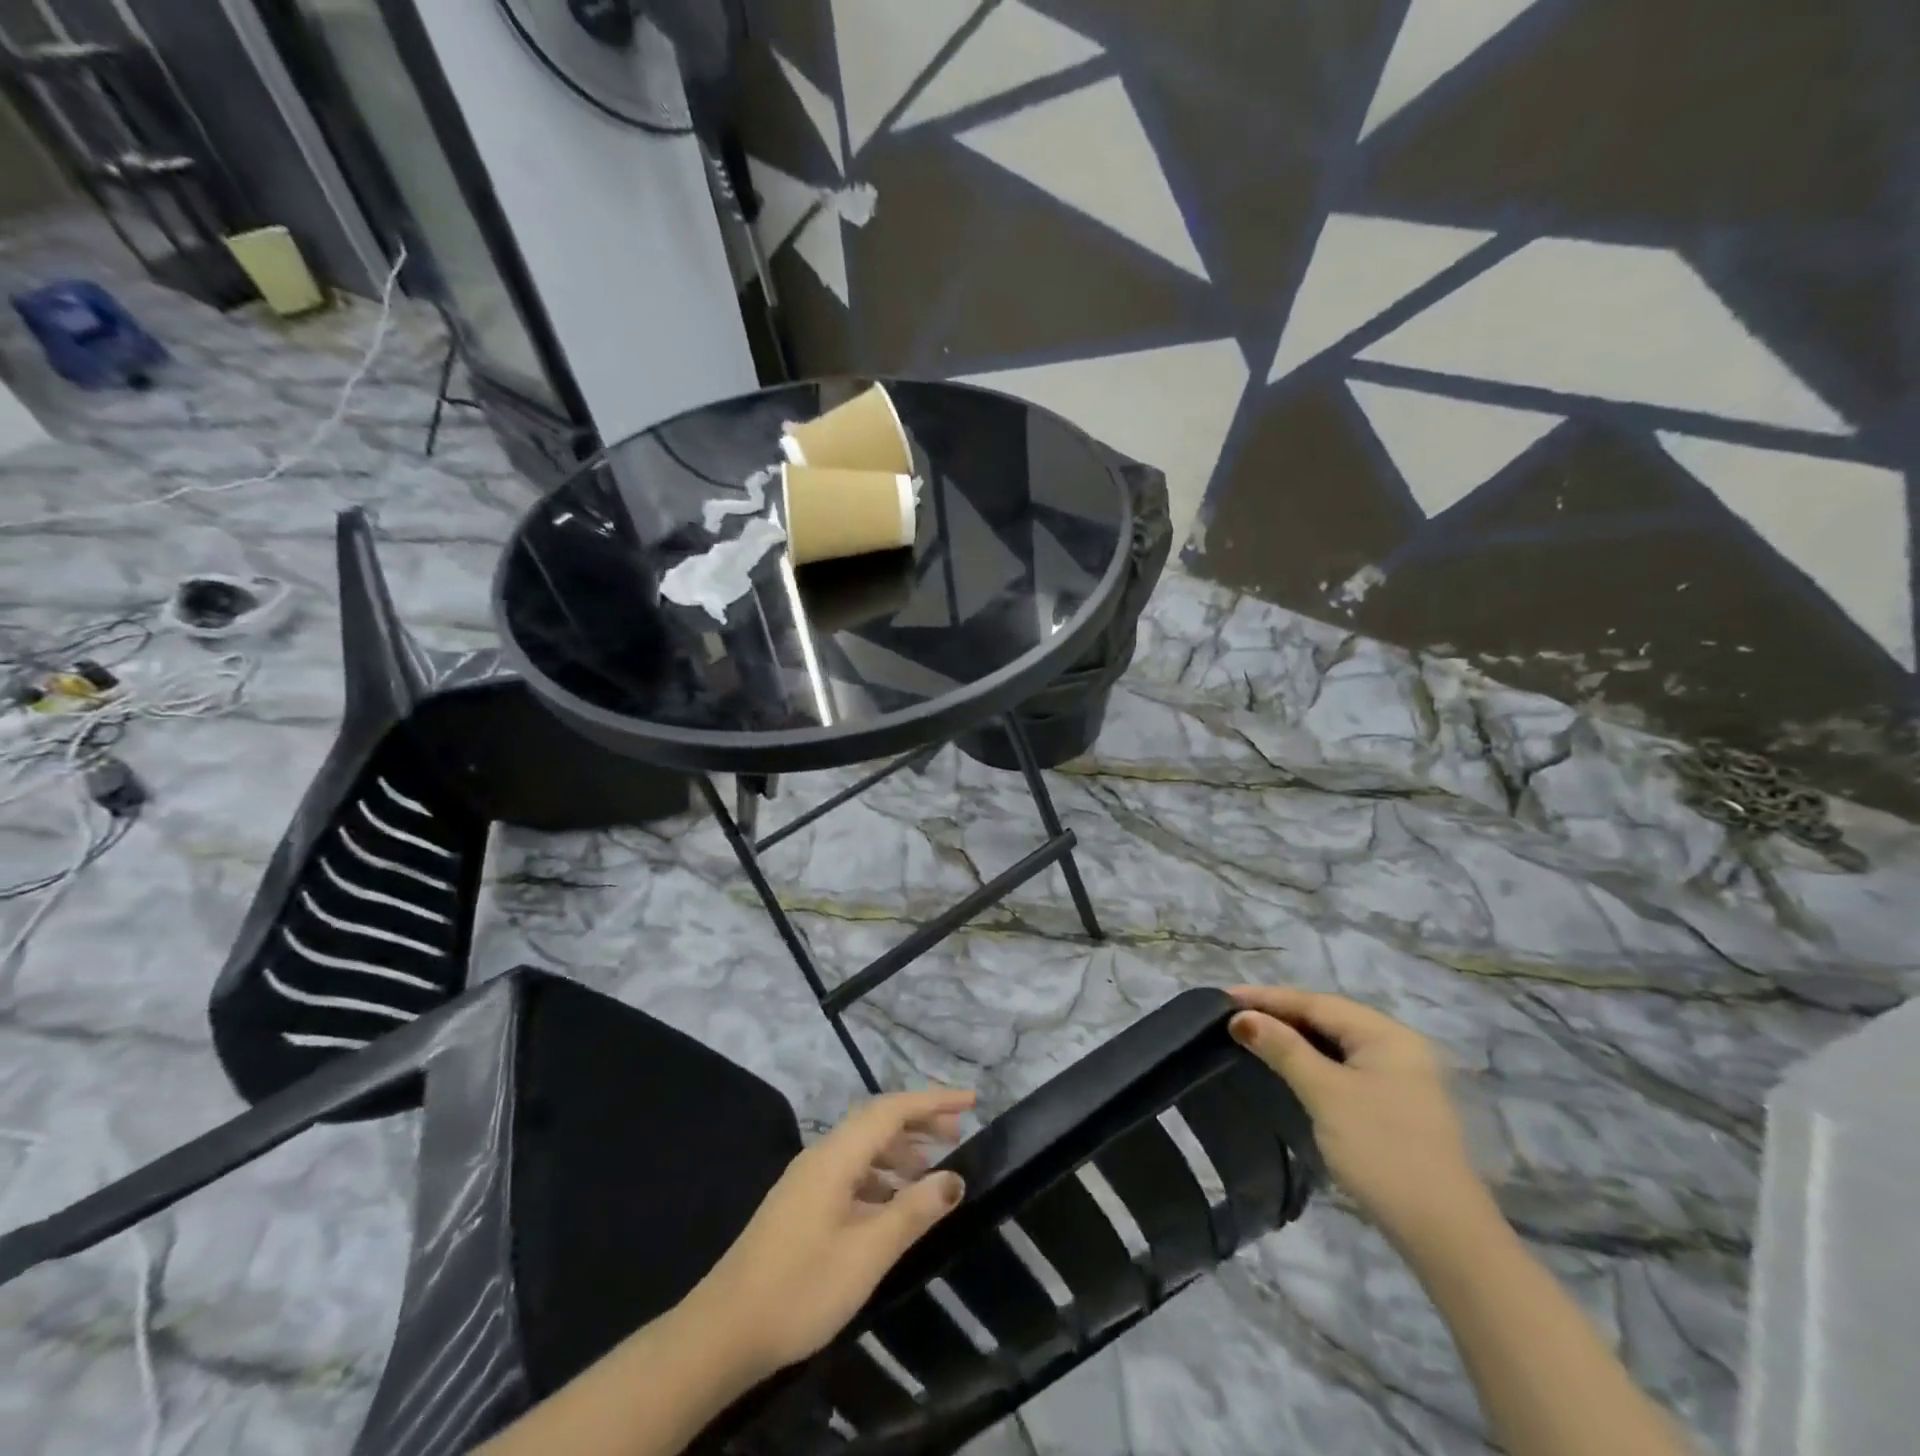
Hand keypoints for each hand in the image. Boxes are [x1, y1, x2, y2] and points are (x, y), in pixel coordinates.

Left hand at [684, 1088, 973, 1383]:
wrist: (722, 1332)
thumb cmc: (801, 1288)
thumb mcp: (867, 1253)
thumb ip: (913, 1211)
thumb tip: (955, 1178)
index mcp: (836, 1156)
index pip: (891, 1109)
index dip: (933, 1101)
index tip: (971, 1102)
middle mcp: (821, 1156)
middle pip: (876, 1121)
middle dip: (918, 1121)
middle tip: (958, 1135)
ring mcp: (807, 1180)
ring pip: (862, 1147)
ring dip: (899, 1149)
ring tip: (931, 1170)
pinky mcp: (801, 1204)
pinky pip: (850, 1171)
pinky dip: (879, 1175)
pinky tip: (892, 1204)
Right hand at [1229, 987, 1493, 1249]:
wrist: (1445, 1235)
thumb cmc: (1382, 1151)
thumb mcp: (1326, 1094)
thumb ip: (1283, 1049)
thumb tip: (1241, 1018)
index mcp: (1387, 1034)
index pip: (1316, 1003)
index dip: (1267, 998)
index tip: (1222, 996)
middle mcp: (1397, 1046)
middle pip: (1327, 1018)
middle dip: (1279, 1014)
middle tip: (1231, 1015)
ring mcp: (1401, 1076)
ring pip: (1335, 1043)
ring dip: (1294, 1038)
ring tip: (1250, 1034)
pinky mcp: (1395, 1104)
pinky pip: (1345, 1065)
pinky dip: (1312, 1060)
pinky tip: (1288, 1065)